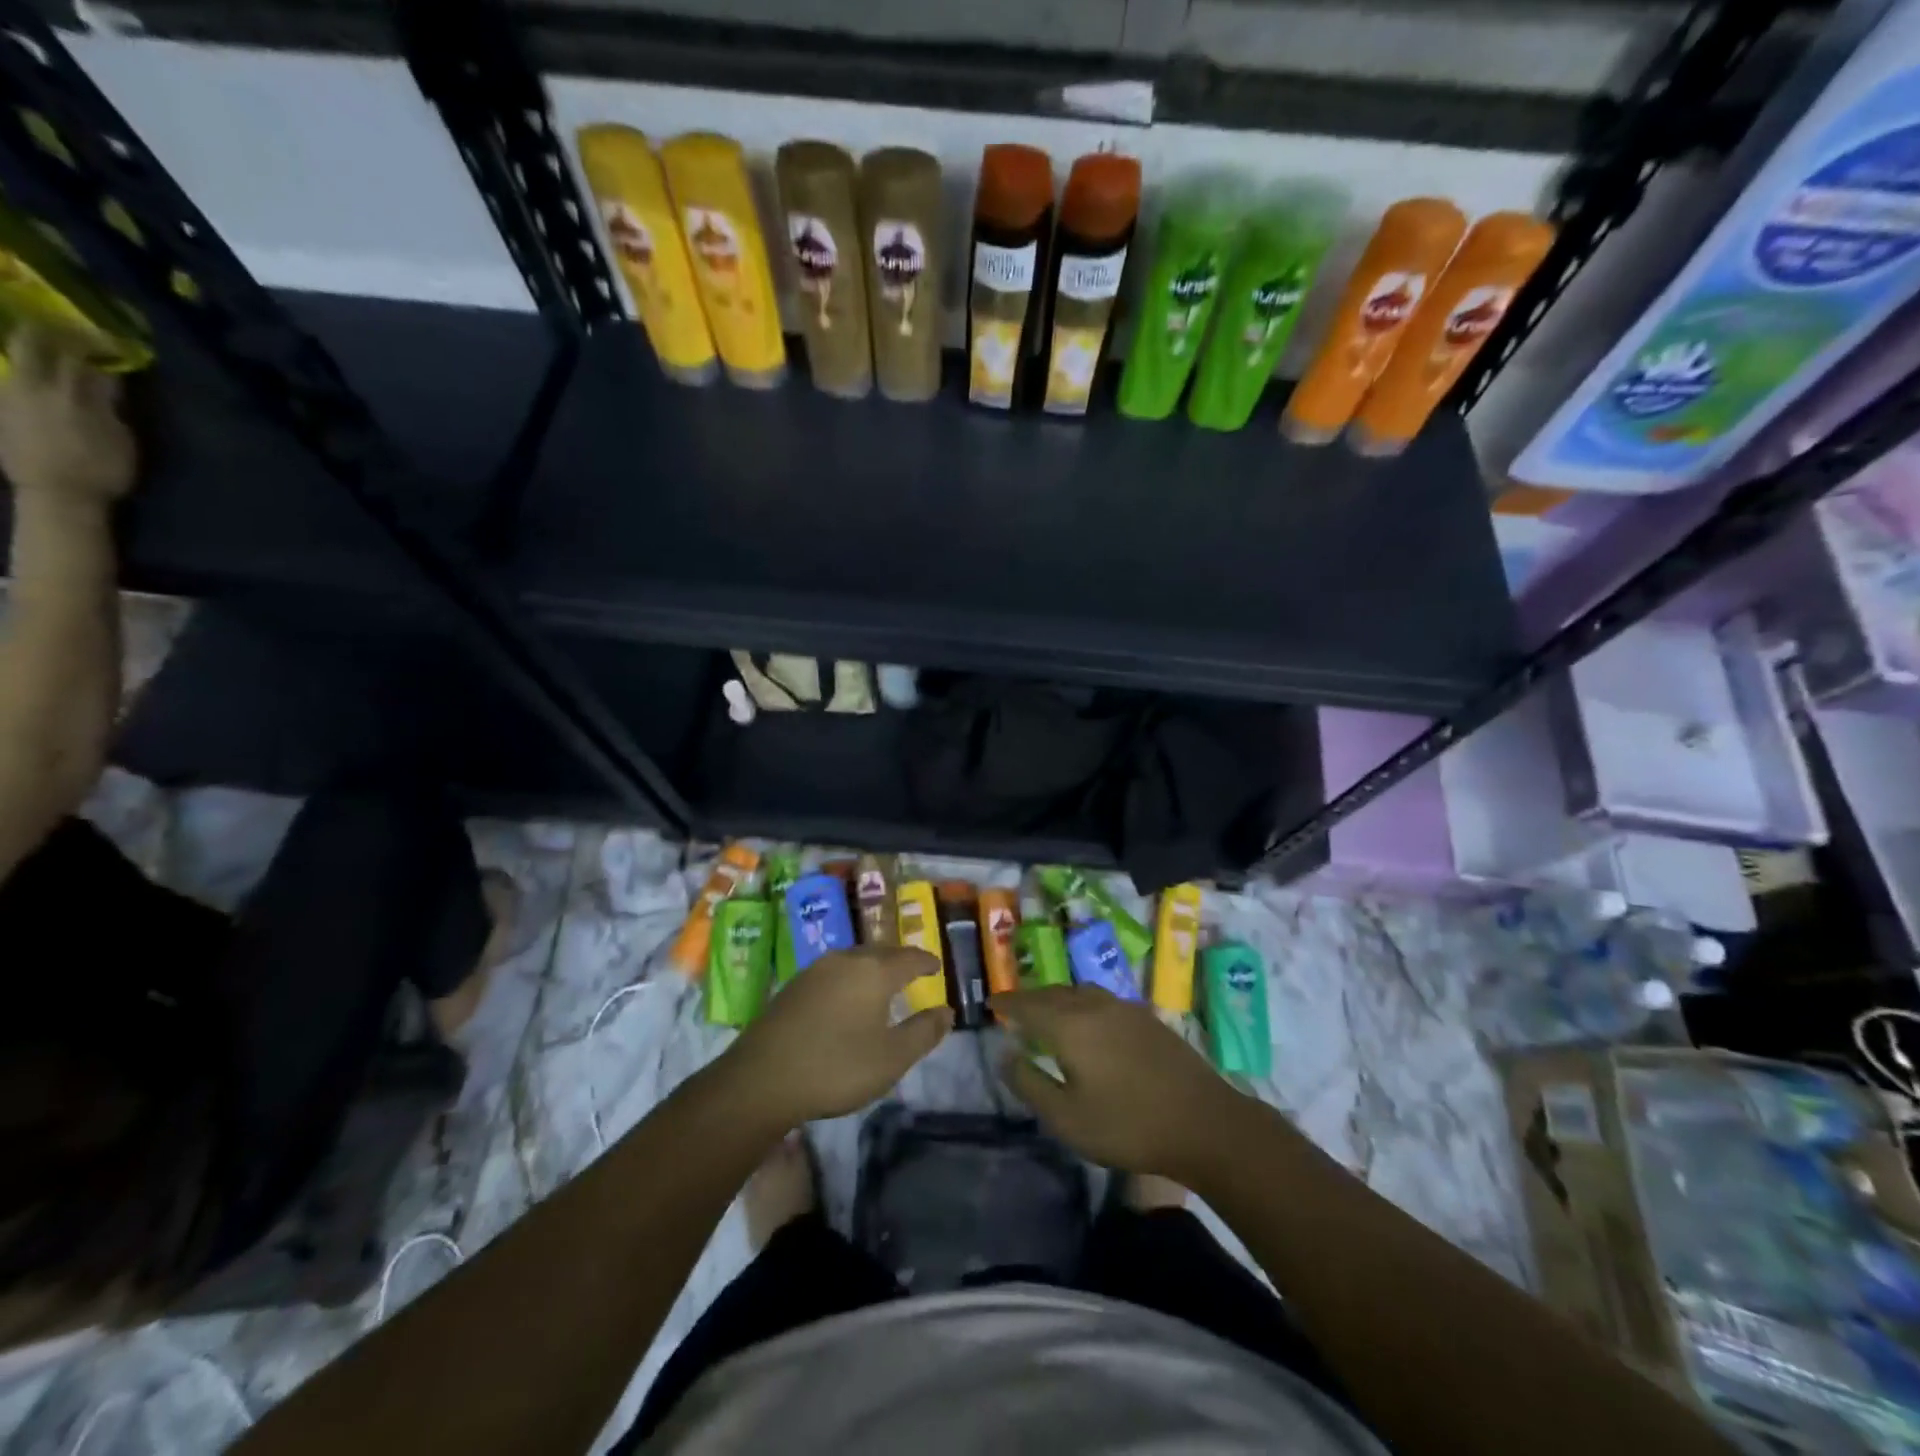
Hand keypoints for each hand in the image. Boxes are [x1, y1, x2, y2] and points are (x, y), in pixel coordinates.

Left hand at [0, 326, 135, 504]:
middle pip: (33, 343)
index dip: (94, 342)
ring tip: (48, 348)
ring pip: (16, 358)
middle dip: (51, 332)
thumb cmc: (101, 471)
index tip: (110, 339)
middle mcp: (35, 385)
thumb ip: (111, 407)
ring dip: (32, 349)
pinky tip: (32, 373)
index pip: (80, 355)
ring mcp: (11, 393)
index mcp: (71, 394)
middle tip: (69, 330)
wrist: (56, 495)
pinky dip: (21, 370)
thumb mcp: (121, 441)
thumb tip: (107, 380)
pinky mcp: (0, 406)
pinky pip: (8, 377)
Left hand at [727, 947, 951, 1126]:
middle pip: (880, 952)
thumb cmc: (836, 1067)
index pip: (909, 957)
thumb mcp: (892, 1058)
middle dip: (899, 960)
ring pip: (854, 959)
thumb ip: (923, 1032)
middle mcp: (846, 960)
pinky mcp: (793, 986)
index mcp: (874, 971)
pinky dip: (849, 978)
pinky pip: (833, 972)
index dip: (926, 962)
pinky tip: (846, 997)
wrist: (761, 1079)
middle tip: (912, 971)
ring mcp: (815, 970)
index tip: (936, 967)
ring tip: (882, 982)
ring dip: (872, 967)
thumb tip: (946, 1011)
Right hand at [993, 986, 1245, 1184]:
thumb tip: (1005, 1055)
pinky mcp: (1146, 1018)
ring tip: (1047, 1013)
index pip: (1027, 1004)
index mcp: (1070, 1024)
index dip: (1007, 1003)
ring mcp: (1124, 1008)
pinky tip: (1087, 1022)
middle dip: (1030, 998)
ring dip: (1057, 998)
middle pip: (1053, 992)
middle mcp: (1094, 1004)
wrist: (1204, 1123)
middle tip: (1014, 1009)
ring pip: (1079, 992)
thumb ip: (1030, 1083)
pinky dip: (1081, 1004)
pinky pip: (1101, 999)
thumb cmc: (1128, 1126)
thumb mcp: (1067, 1118)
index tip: (990, 1003)